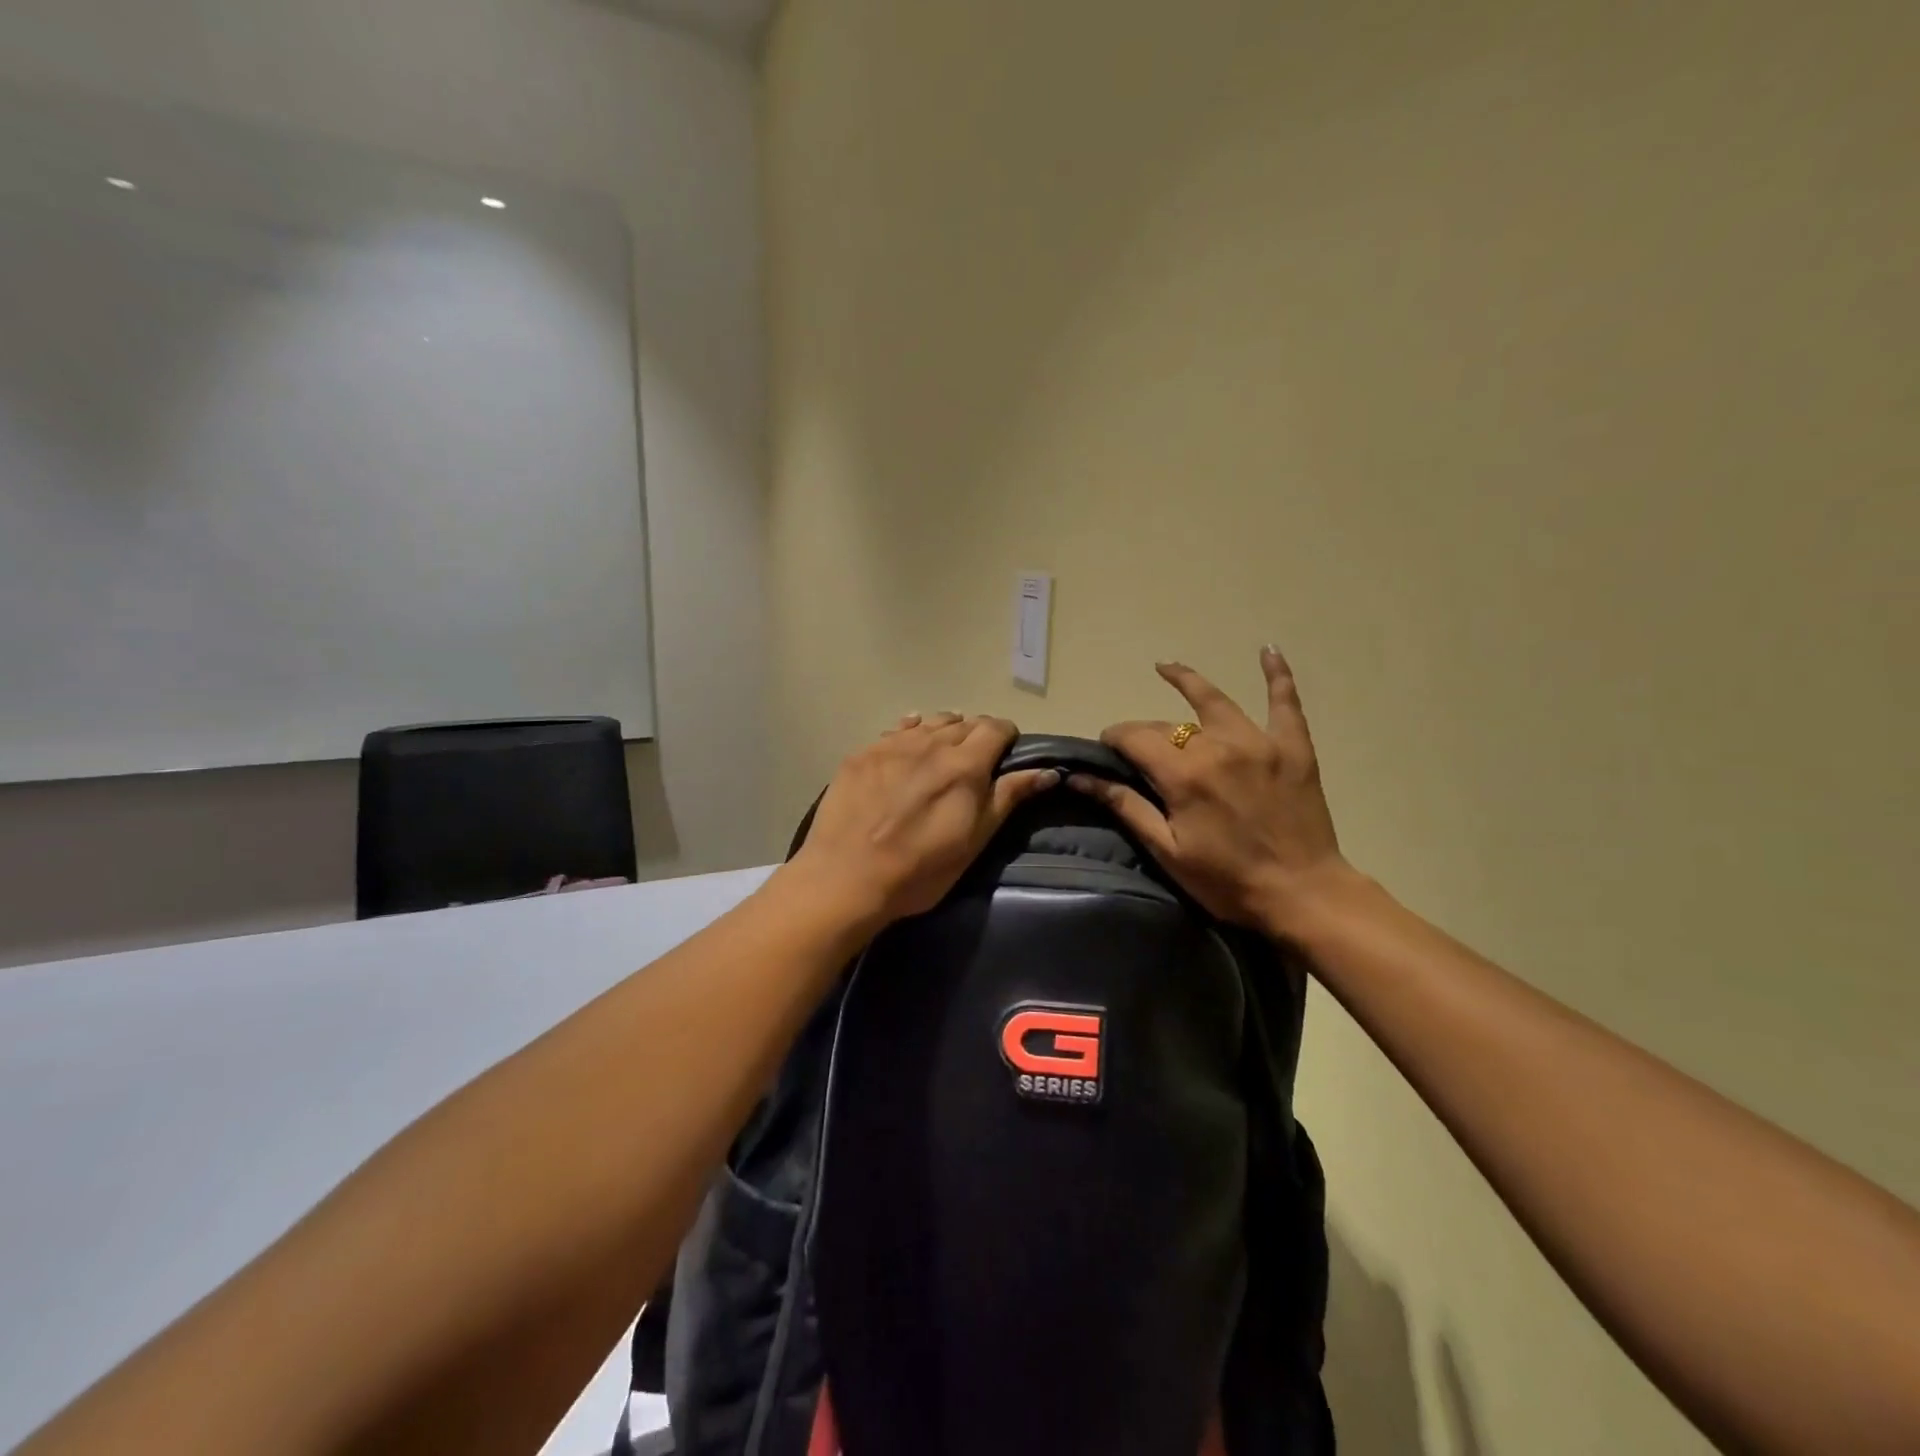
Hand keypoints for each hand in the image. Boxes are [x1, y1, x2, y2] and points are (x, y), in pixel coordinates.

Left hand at [788, 713, 1058, 927]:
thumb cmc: (920, 869)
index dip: (1006, 739)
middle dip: (975, 737)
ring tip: (940, 757)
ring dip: (943, 733)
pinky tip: (907, 750)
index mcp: (965, 764)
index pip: (996, 728)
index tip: (1004, 759)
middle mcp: (930, 743)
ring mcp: (892, 744)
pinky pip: (895, 730)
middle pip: (964, 722)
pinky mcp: (862, 754)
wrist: (847, 877)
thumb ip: (1009, 797)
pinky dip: (910, 734)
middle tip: (972, 767)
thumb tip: (1047, 771)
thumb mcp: (974, 840)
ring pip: (930, 722)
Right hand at [1071, 648, 1354, 936]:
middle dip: (1145, 731)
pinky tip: (1268, 650)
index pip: (1135, 738)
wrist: (1303, 893)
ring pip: (1215, 700)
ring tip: (1166, 667)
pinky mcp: (1293, 747)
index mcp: (1184, 774)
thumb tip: (1081, 778)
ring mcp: (1259, 741)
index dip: (1114, 738)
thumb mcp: (1167, 851)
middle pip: (1169, 724)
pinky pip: (1285, 702)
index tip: (1106, 747)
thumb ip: (1126, 807)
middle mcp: (1218, 746)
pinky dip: (1277, 675)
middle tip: (1137, 747)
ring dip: (1187, 681)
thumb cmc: (1227, 880)